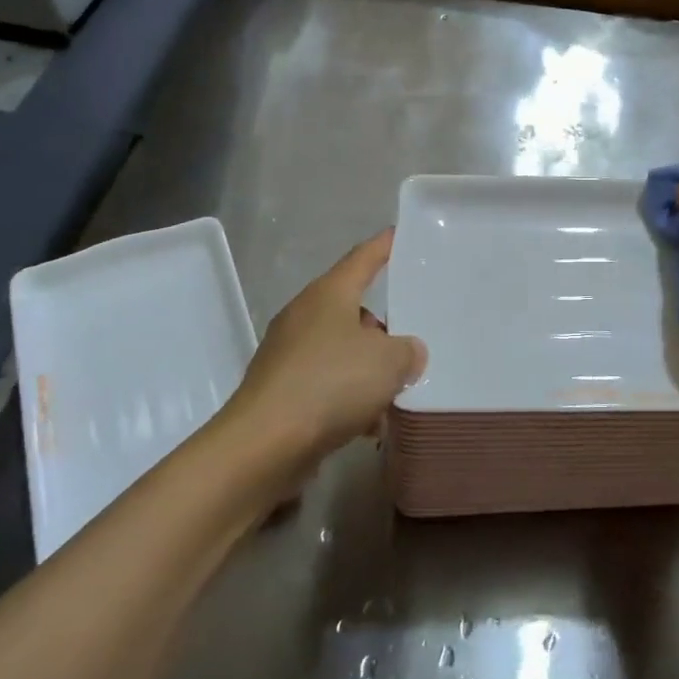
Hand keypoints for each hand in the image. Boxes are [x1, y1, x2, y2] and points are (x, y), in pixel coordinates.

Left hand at [220, 230, 427, 464]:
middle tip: (414, 336)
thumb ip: (408, 351)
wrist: (264, 444)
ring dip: (368, 369)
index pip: (363, 258)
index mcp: (329, 294)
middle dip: (383, 326)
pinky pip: (326, 384)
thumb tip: (407, 353)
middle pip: (353, 309)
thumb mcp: (388, 362)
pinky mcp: (282, 389)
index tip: (399, 234)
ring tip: (397, 392)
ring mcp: (289, 353)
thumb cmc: (330, 384)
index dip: (384, 246)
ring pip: (341, 350)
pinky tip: (370, 426)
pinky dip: (349, 398)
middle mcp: (305, 316)